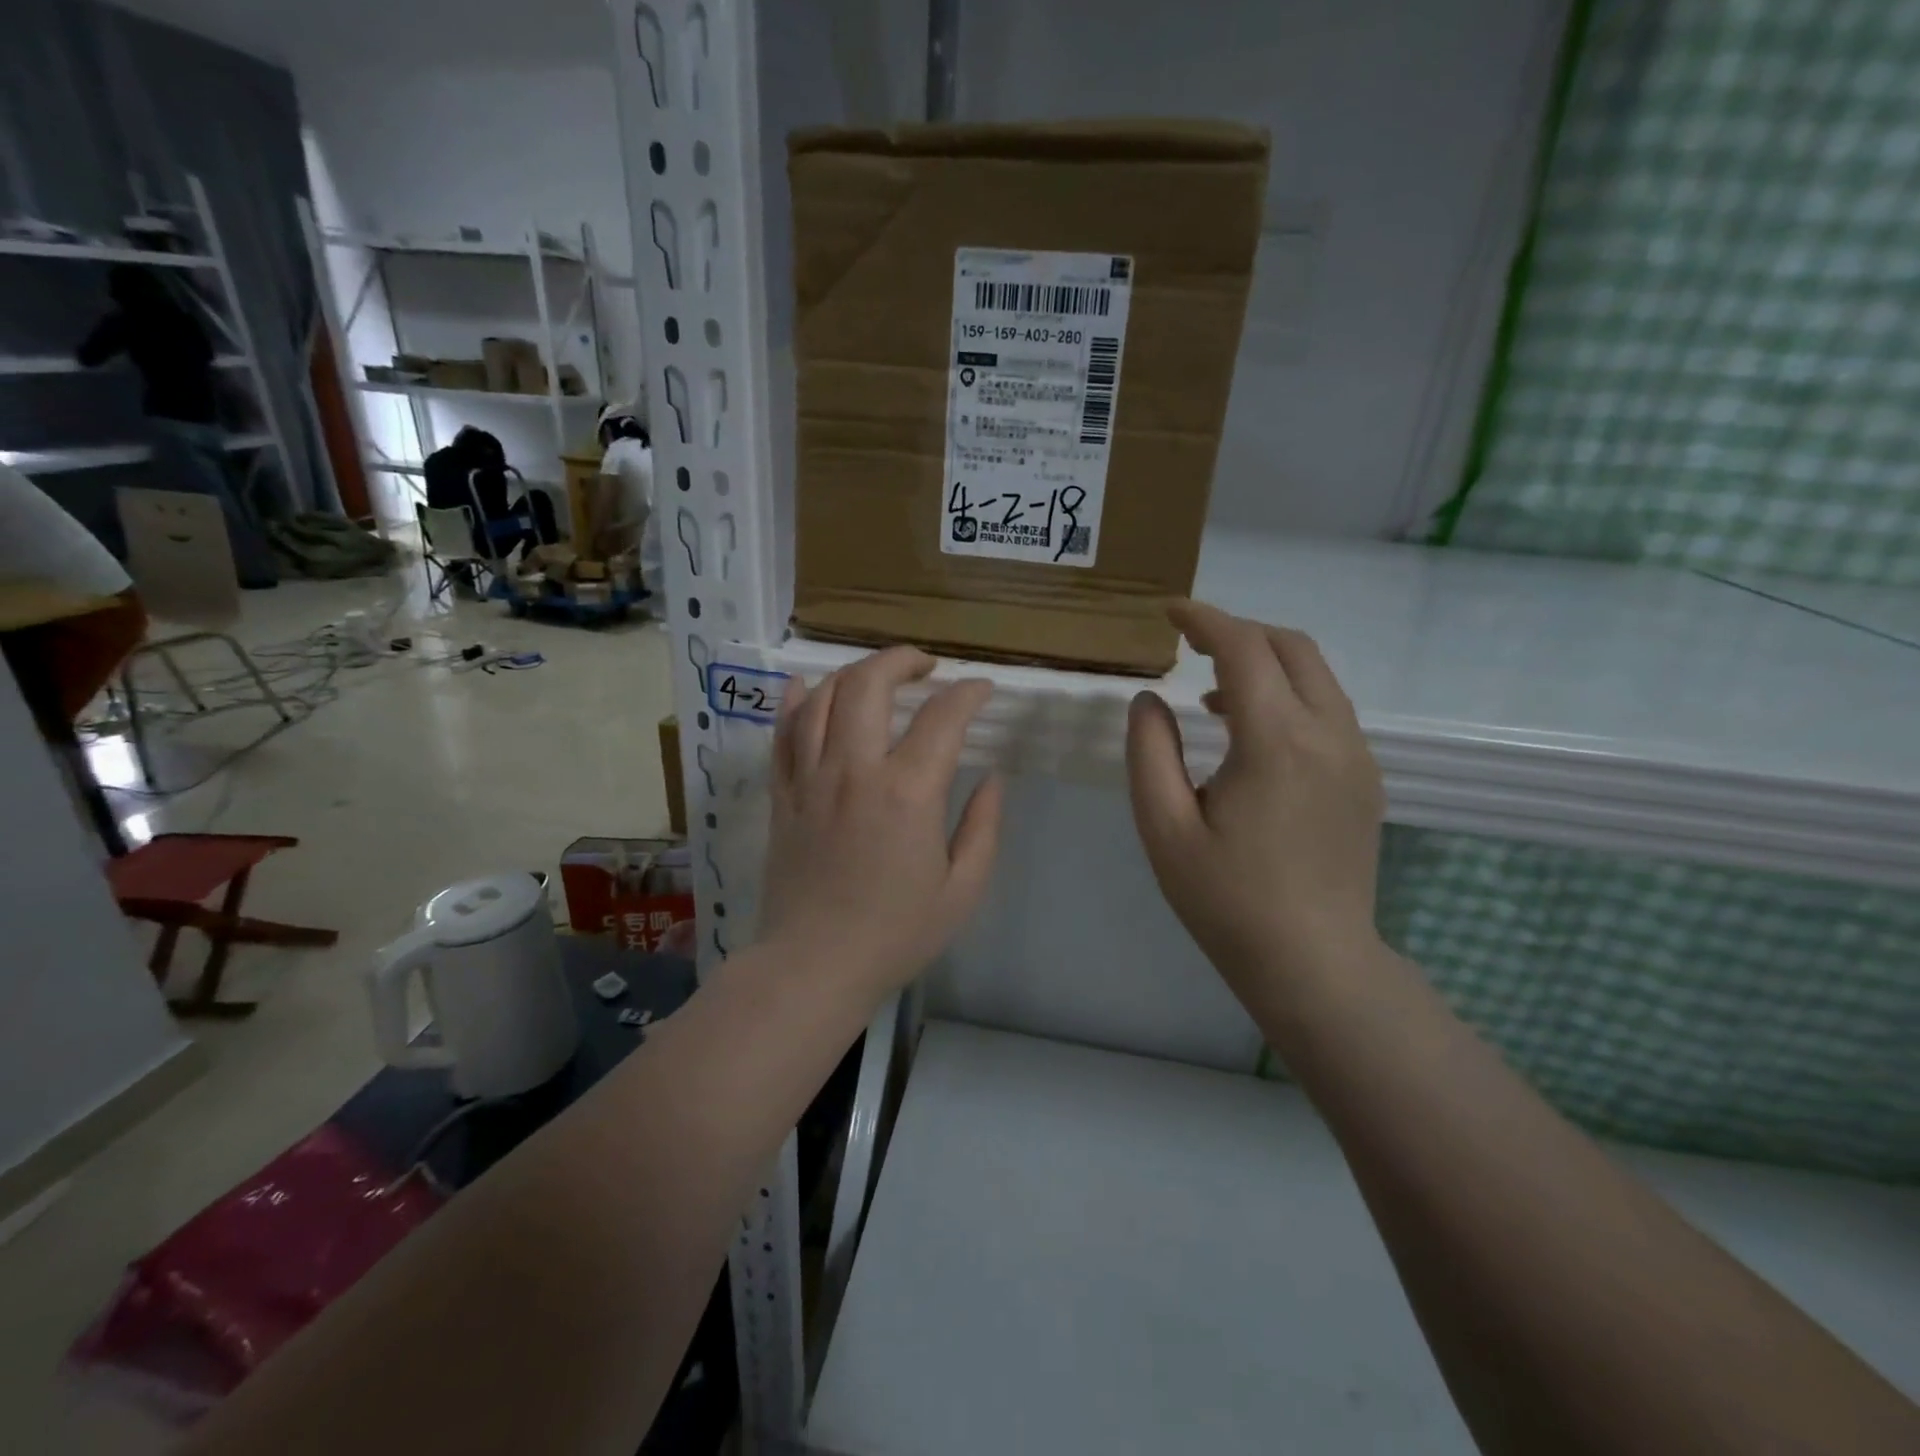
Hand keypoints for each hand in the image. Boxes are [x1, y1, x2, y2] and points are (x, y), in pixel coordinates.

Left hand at [758, 646, 1002, 1001]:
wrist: (814, 965)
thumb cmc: (896, 933)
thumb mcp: (963, 889)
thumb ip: (983, 826)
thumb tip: (991, 777)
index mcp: (908, 792)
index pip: (942, 717)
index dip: (968, 694)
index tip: (982, 691)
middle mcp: (855, 770)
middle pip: (870, 684)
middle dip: (902, 661)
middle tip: (926, 667)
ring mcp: (810, 779)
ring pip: (822, 697)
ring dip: (853, 673)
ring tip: (877, 677)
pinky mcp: (782, 795)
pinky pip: (781, 733)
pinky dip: (794, 701)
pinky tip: (805, 686)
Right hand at [1126, 601, 1385, 1013]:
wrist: (1313, 963)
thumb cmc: (1227, 900)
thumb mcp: (1164, 828)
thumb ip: (1149, 752)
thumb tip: (1150, 700)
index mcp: (1276, 741)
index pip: (1244, 649)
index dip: (1204, 620)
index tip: (1169, 612)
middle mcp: (1329, 734)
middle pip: (1291, 646)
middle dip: (1239, 631)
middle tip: (1191, 645)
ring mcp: (1356, 756)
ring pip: (1316, 676)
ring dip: (1265, 664)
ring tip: (1213, 696)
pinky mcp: (1365, 779)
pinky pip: (1327, 710)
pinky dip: (1287, 696)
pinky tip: (1251, 736)